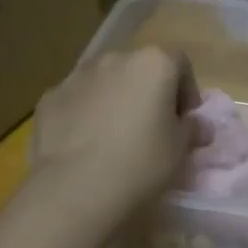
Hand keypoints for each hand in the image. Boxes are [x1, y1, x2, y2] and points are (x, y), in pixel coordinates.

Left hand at [31, 47, 203, 219]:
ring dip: (115, 100)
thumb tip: (197, 126)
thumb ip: (191, 130)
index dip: (186, 90)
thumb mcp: (180, 150)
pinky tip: (86, 145)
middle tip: (152, 128)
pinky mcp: (50, 97)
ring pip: (106, 82)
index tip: (185, 119)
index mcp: (153, 64)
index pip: (179, 63)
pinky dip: (86, 114)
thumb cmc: (141, 163)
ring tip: (116, 138)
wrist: (75, 188)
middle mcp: (114, 59)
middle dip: (148, 92)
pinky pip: (78, 100)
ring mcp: (77, 76)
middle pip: (139, 69)